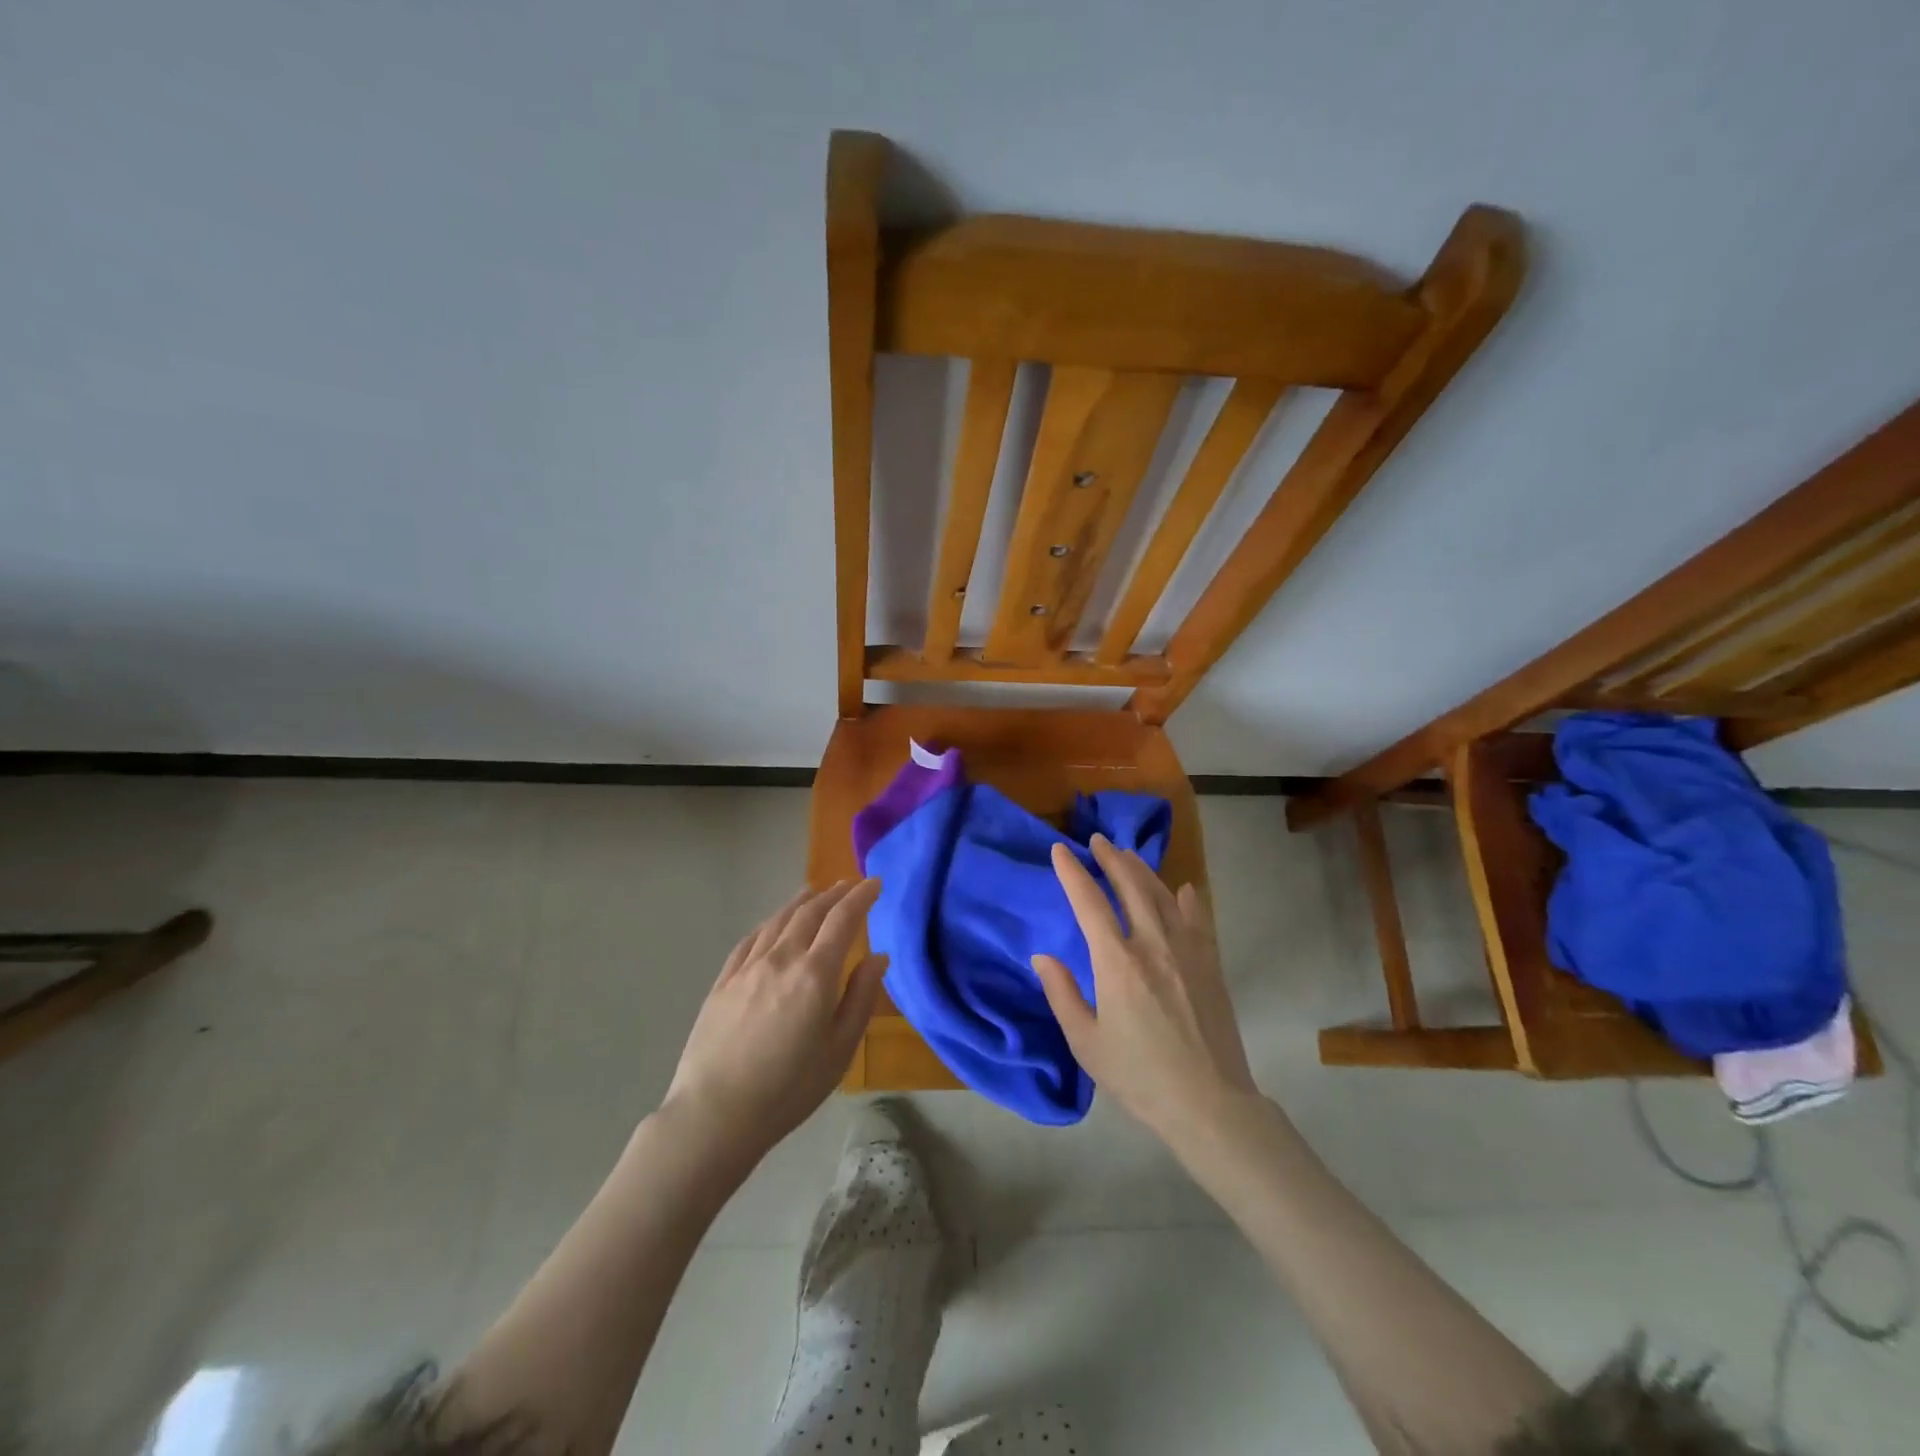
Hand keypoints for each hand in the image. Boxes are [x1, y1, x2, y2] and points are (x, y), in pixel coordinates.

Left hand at [663, 880, 886, 1163]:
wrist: (716, 1114)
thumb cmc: (789, 1088)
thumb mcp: (840, 1049)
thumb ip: (861, 997)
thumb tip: (878, 957)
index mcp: (815, 973)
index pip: (843, 919)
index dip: (862, 897)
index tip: (876, 883)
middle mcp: (782, 958)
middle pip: (811, 912)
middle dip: (834, 894)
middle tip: (850, 884)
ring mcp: (748, 967)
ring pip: (779, 920)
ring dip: (802, 902)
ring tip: (815, 893)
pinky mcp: (723, 981)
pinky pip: (751, 939)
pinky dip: (769, 923)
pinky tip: (773, 923)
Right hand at [1032, 837, 1256, 1141]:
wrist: (1210, 1103)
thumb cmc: (1139, 1076)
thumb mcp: (1086, 1043)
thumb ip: (1062, 994)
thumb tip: (1042, 957)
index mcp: (1117, 962)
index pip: (1089, 902)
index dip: (1072, 873)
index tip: (1060, 850)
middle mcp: (1152, 945)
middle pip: (1130, 887)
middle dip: (1111, 859)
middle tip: (1098, 841)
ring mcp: (1187, 952)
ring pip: (1162, 896)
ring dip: (1143, 871)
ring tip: (1128, 855)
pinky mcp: (1210, 965)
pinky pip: (1197, 920)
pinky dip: (1187, 900)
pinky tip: (1183, 889)